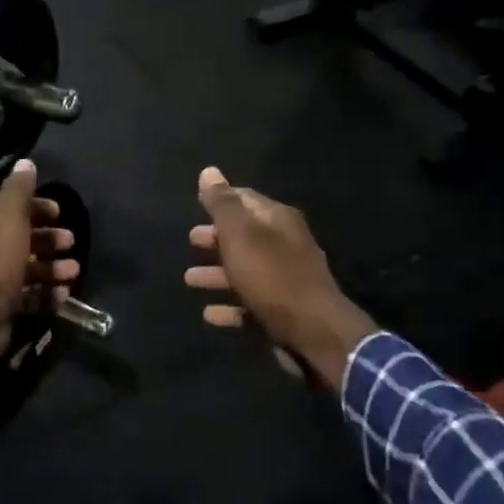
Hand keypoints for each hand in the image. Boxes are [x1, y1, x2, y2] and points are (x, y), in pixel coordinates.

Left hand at [0, 159, 80, 353]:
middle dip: (49, 240)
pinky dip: (46, 294)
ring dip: (53, 268)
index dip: (37, 208)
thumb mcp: (7, 217)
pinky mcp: (1, 308)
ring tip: (73, 272)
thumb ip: (18, 190)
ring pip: (28, 269)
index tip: (60, 213)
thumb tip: (26, 162)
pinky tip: (63, 295)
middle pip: (22, 239)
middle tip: (71, 242)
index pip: (11, 209)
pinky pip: (29, 297)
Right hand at [185, 167, 375, 393]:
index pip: (246, 199)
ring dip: (217, 273)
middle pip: (245, 235)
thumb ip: (223, 204)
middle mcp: (285, 245)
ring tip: (189, 279)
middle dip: (216, 237)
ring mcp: (285, 280)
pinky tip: (209, 314)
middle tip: (191, 240)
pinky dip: (229, 305)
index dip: (221, 199)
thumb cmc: (272, 276)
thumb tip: (209, 171)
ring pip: (245, 270)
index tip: (197, 203)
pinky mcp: (282, 311)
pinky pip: (249, 303)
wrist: (314, 332)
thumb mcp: (241, 235)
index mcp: (278, 220)